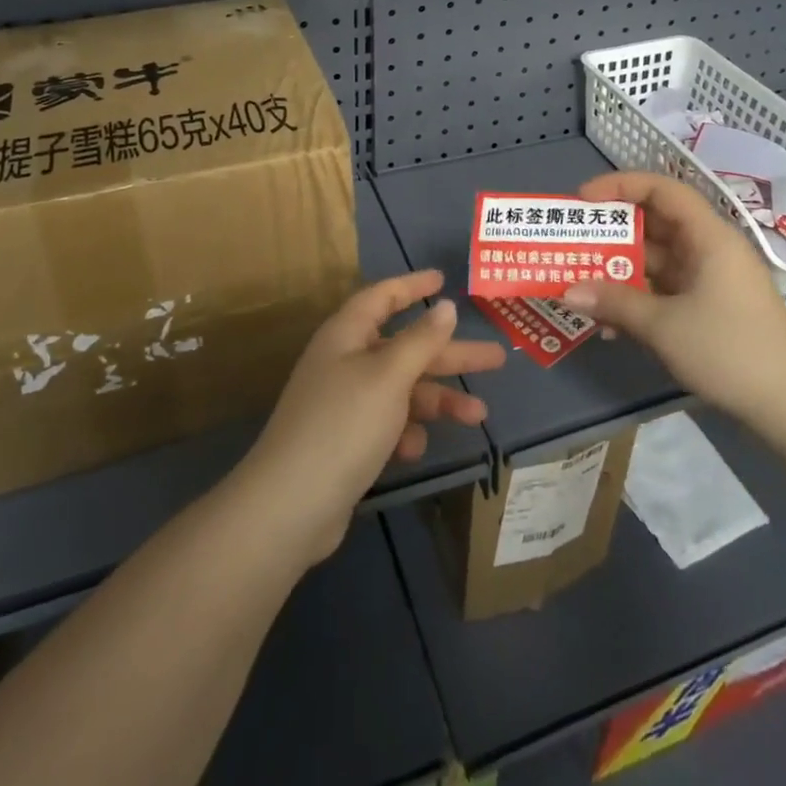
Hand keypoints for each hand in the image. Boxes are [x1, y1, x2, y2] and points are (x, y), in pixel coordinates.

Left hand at [240, 271, 506, 563]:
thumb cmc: (344, 424)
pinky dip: (406, 432)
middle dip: (449, 354)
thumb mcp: (389, 376)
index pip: (382, 297)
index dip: (412, 286)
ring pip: (402, 389)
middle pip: (404, 347)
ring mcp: (344, 403)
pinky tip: (415, 449)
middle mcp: (345, 362)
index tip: (443, 279)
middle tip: (495, 357)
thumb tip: (445, 306)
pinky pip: (387, 423)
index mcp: (347, 335)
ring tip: (479, 415)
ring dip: (438, 400)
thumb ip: (421, 340)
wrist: (291, 505)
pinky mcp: (347, 441)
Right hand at [562, 172, 785, 427]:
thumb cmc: (729, 350)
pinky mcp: (709, 308)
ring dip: (620, 272)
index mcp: (709, 237)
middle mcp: (709, 250)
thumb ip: (614, 302)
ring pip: (657, 260)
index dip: (620, 186)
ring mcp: (710, 280)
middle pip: (656, 224)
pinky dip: (638, 299)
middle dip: (612, 233)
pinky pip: (665, 290)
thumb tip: (567, 291)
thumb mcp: (664, 325)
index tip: (583, 199)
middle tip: (573, 243)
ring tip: (581, 286)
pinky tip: (610, 325)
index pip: (662, 190)